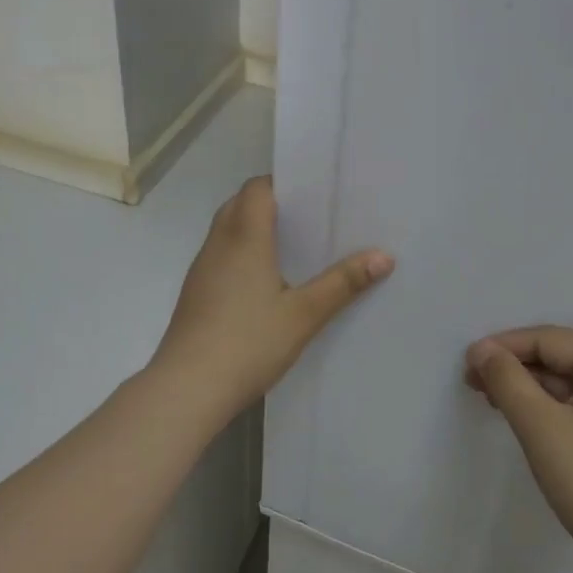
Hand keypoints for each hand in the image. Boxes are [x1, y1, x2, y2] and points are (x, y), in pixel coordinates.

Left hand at [153, 176, 393, 426]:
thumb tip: (384, 256)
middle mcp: (218, 244)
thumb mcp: (304, 314)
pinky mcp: (195, 293)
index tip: (313, 194)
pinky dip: (241, 253)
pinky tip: (264, 282)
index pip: (257, 188)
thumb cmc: (248, 342)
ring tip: (292, 247)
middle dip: (271, 204)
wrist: (188, 388)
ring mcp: (202, 269)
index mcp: (244, 237)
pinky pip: (220, 255)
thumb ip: (343, 283)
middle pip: (240, 204)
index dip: (282, 184)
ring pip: (227, 230)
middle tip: (308, 219)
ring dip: (253, 229)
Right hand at [466, 326, 572, 572]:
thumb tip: (482, 348)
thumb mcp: (540, 427)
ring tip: (495, 402)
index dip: (504, 346)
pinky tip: (532, 423)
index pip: (550, 339)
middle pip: (564, 358)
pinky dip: (556, 409)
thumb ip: (507, 380)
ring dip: (533, 389)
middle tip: (475, 383)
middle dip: (517, 368)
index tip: (467, 363)